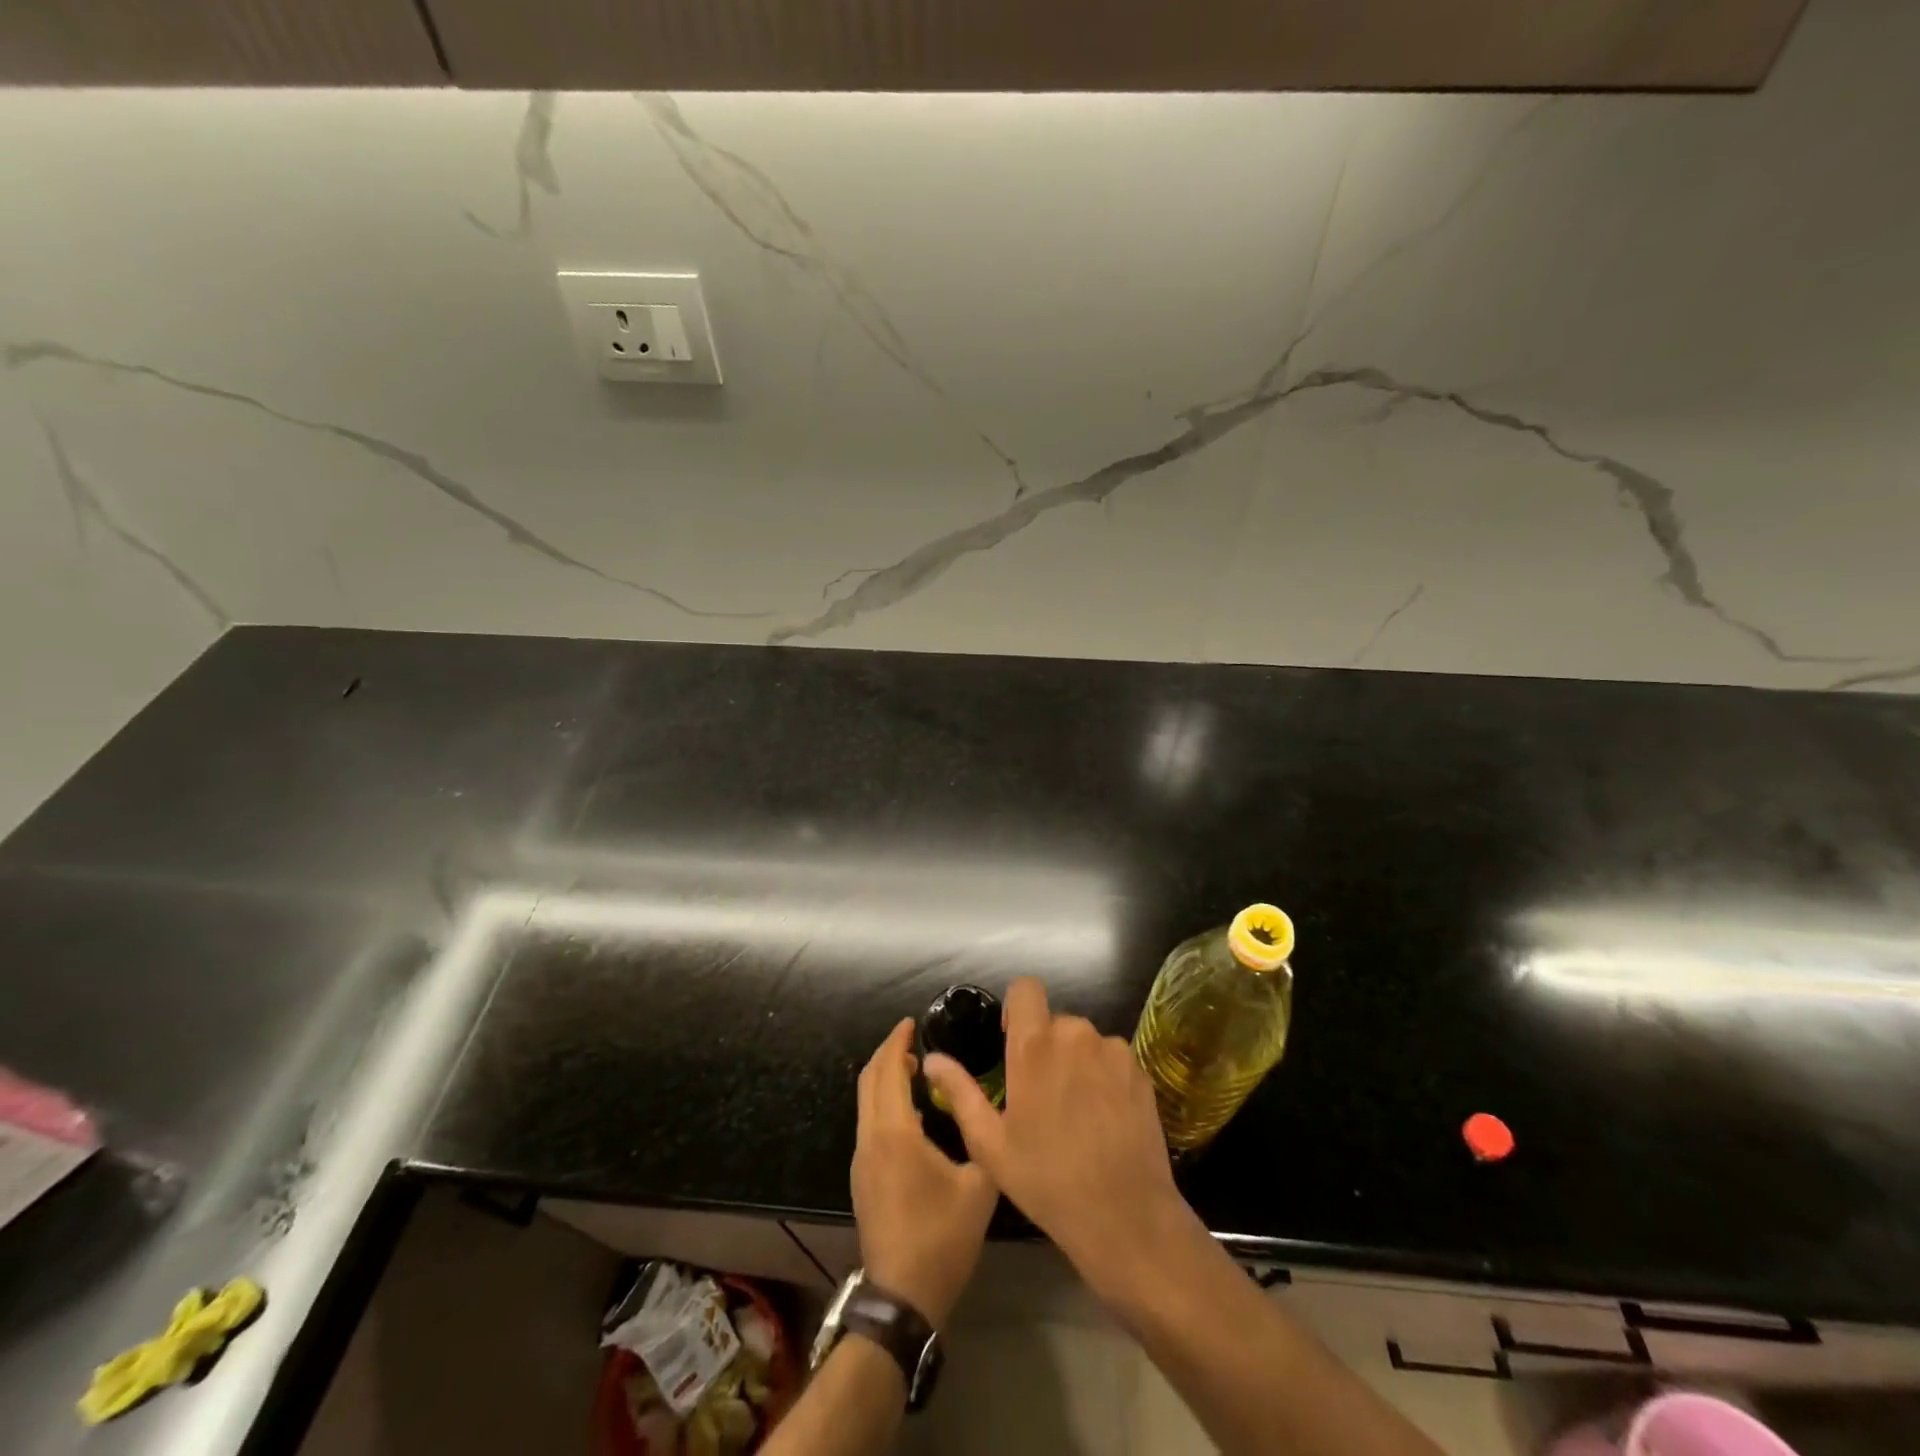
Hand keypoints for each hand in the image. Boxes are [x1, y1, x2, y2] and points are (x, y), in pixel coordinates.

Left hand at [852, 1018, 998, 1328]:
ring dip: (884, 1078)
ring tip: (916, 1069)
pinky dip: (883, 1101)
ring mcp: (861, 1160)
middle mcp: (870, 1139)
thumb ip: (981, 1137)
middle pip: (869, 1080)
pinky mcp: (862, 1178)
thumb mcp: (979, 1185)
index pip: (887, 1070)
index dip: (897, 1041)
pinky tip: (911, 1112)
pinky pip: (869, 1123)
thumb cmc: (942, 1238)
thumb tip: (983, 1106)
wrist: (903, 1298)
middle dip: (888, 1053)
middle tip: (913, 1039)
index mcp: (894, 1133)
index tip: (912, 1022)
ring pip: (866, 1102)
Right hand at [921, 978, 1200, 1301]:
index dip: (1017, 1007)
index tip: (1014, 1040)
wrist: (1125, 1216)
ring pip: (1084, 1041)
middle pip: (1054, 1020)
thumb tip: (932, 1059)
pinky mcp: (1140, 1070)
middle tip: (1041, 1094)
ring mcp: (1112, 1051)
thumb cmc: (1047, 1180)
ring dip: (1075, 1061)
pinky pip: (1112, 1059)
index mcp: (1034, 1046)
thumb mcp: (990, 1144)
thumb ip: (960, 1092)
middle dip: (1045, 1046)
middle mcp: (1075, 1034)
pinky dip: (1103, 1076)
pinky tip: (1103, 1118)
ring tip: (1074, 1111)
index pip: (1026, 988)